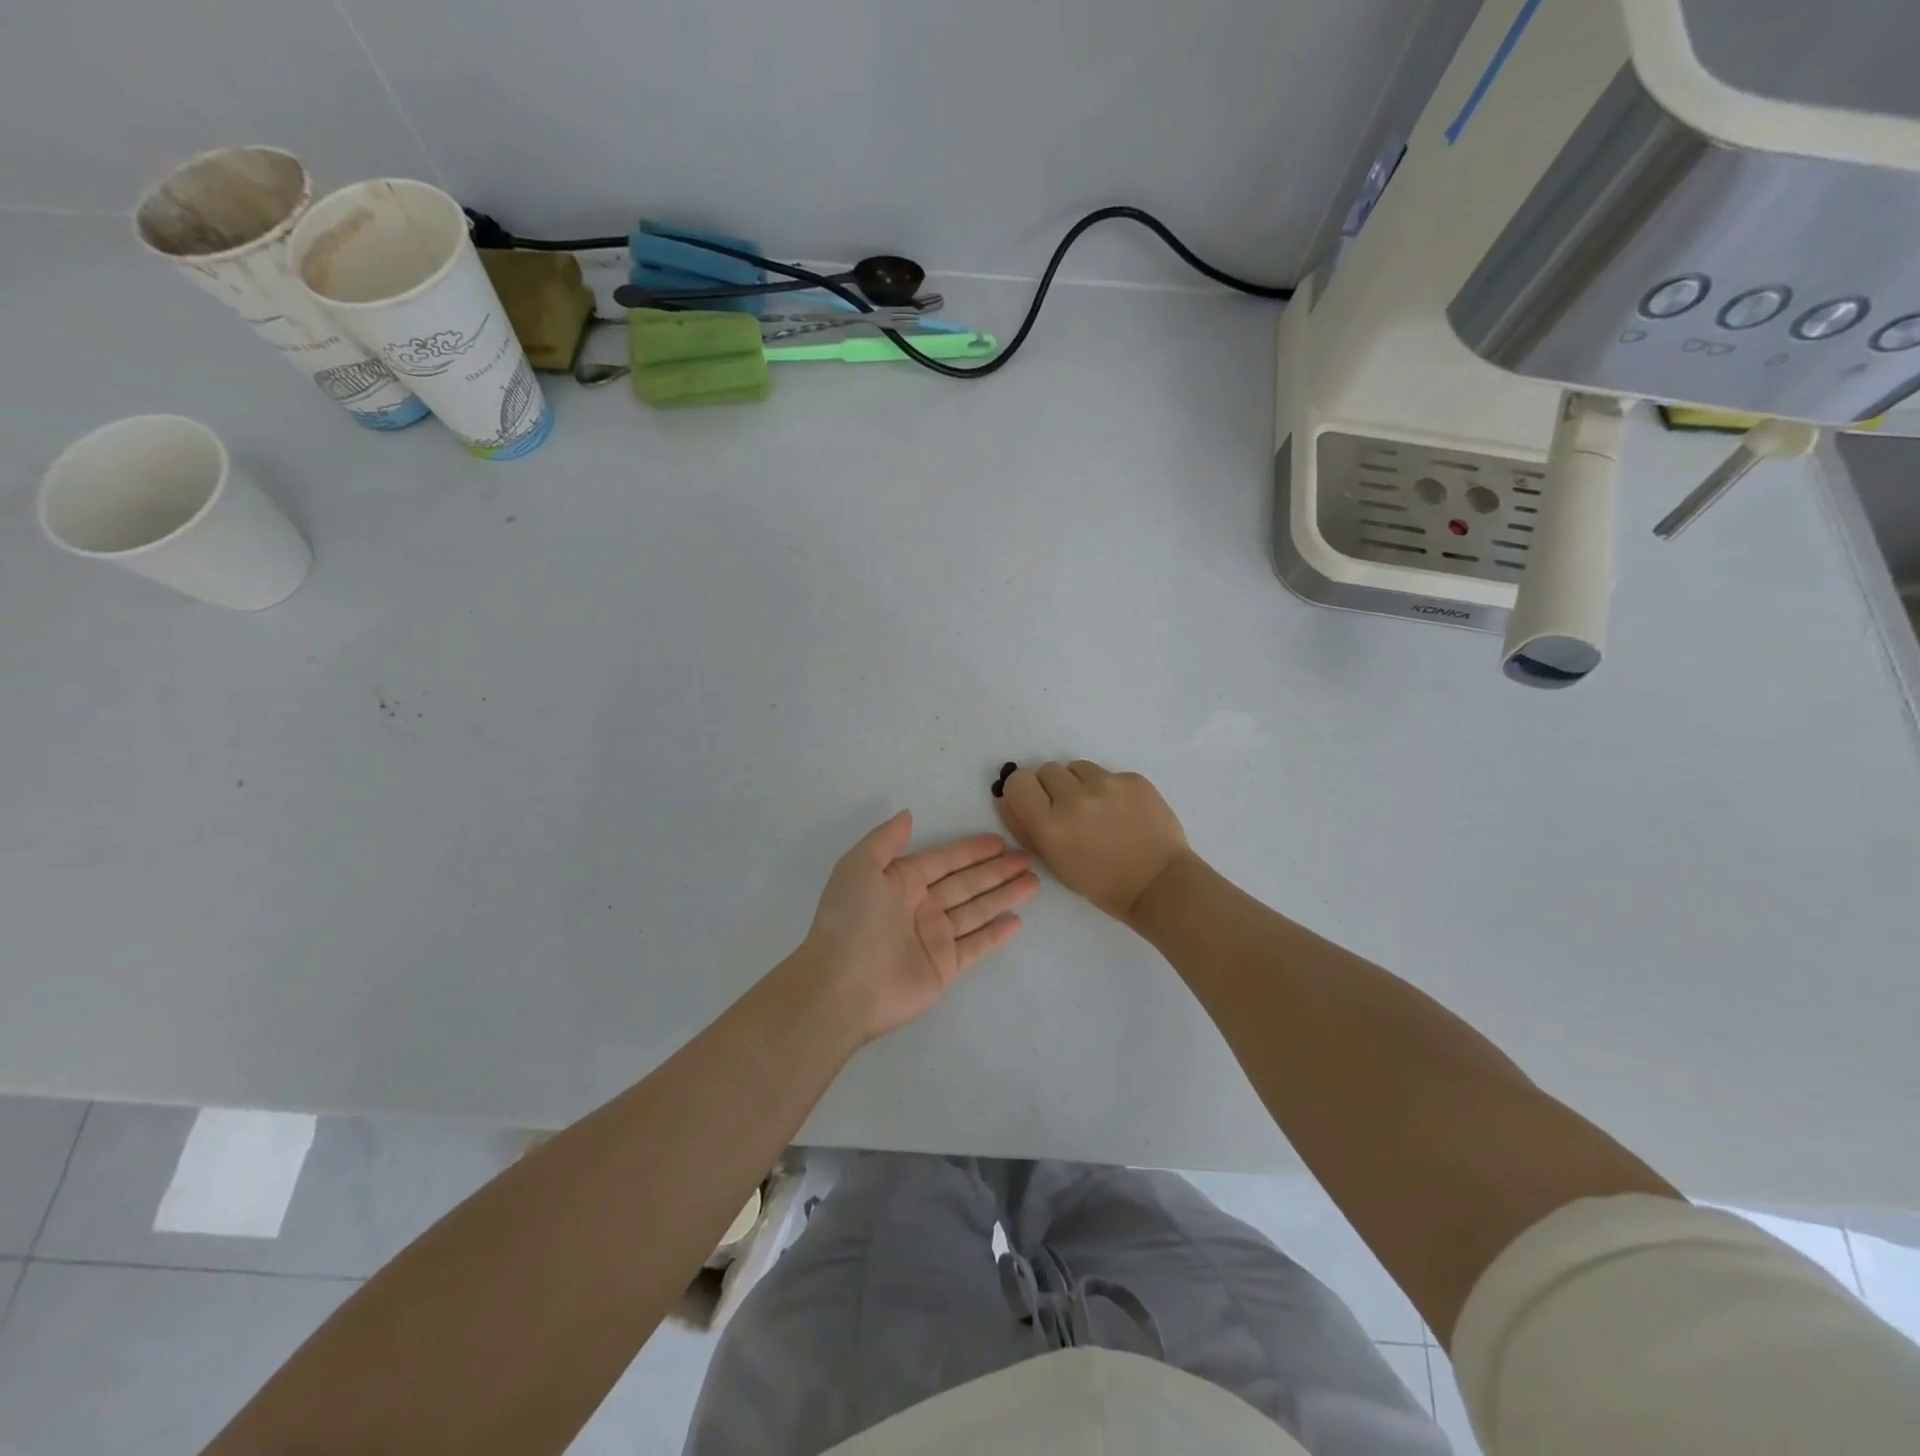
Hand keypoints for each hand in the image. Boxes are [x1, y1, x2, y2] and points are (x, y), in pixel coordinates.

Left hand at [803, 811, 1039, 1042]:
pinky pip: (976, 945)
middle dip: (996, 870)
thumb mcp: (859, 866)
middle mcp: (920, 907)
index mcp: (900, 882)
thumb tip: (908, 815)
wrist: (842, 985)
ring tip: (1033, 882)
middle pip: (966, 883)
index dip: (971, 850)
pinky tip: (1017, 920)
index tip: (1000, 841)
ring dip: (1004, 896)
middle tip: (1028, 858)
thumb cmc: (850, 919)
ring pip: (977, 910)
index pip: (944, 860)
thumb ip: (885, 839)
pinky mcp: (944, 967)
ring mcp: (933, 938)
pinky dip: (996, 934)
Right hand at [998, 761, 1190, 923]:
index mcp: (1050, 824)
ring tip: (1098, 810)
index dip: (1024, 791)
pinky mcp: (1133, 779)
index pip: (1018, 781)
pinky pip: (1109, 774)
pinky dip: (1110, 789)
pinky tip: (1122, 812)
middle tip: (1070, 811)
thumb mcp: (1053, 862)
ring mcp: (1107, 785)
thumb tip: (1006, 798)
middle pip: (1047, 769)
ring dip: (1080, 784)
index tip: (1035, 802)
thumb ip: (1024, 828)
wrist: (1158, 884)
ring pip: (1077, 767)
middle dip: (1053, 788)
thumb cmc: (1100, 882)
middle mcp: (1075, 798)